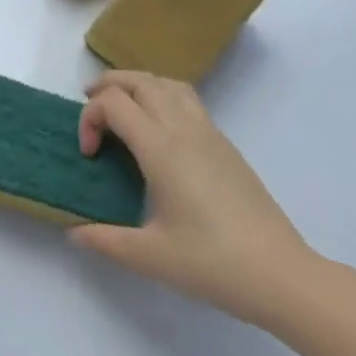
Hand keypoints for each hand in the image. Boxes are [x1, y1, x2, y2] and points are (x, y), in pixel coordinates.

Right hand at [69, 71, 316, 326]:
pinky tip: (158, 132)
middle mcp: (183, 128)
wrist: (282, 275)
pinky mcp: (226, 145)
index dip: (89, 118)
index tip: (89, 154)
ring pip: (166, 83)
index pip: (113, 103)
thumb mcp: (151, 257)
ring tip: (122, 109)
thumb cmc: (213, 263)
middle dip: (107, 86)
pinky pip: (187, 99)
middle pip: (139, 80)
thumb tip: (74, 233)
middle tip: (90, 109)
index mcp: (161, 147)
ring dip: (137, 85)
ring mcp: (209, 133)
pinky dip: (161, 97)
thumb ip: (106, 240)